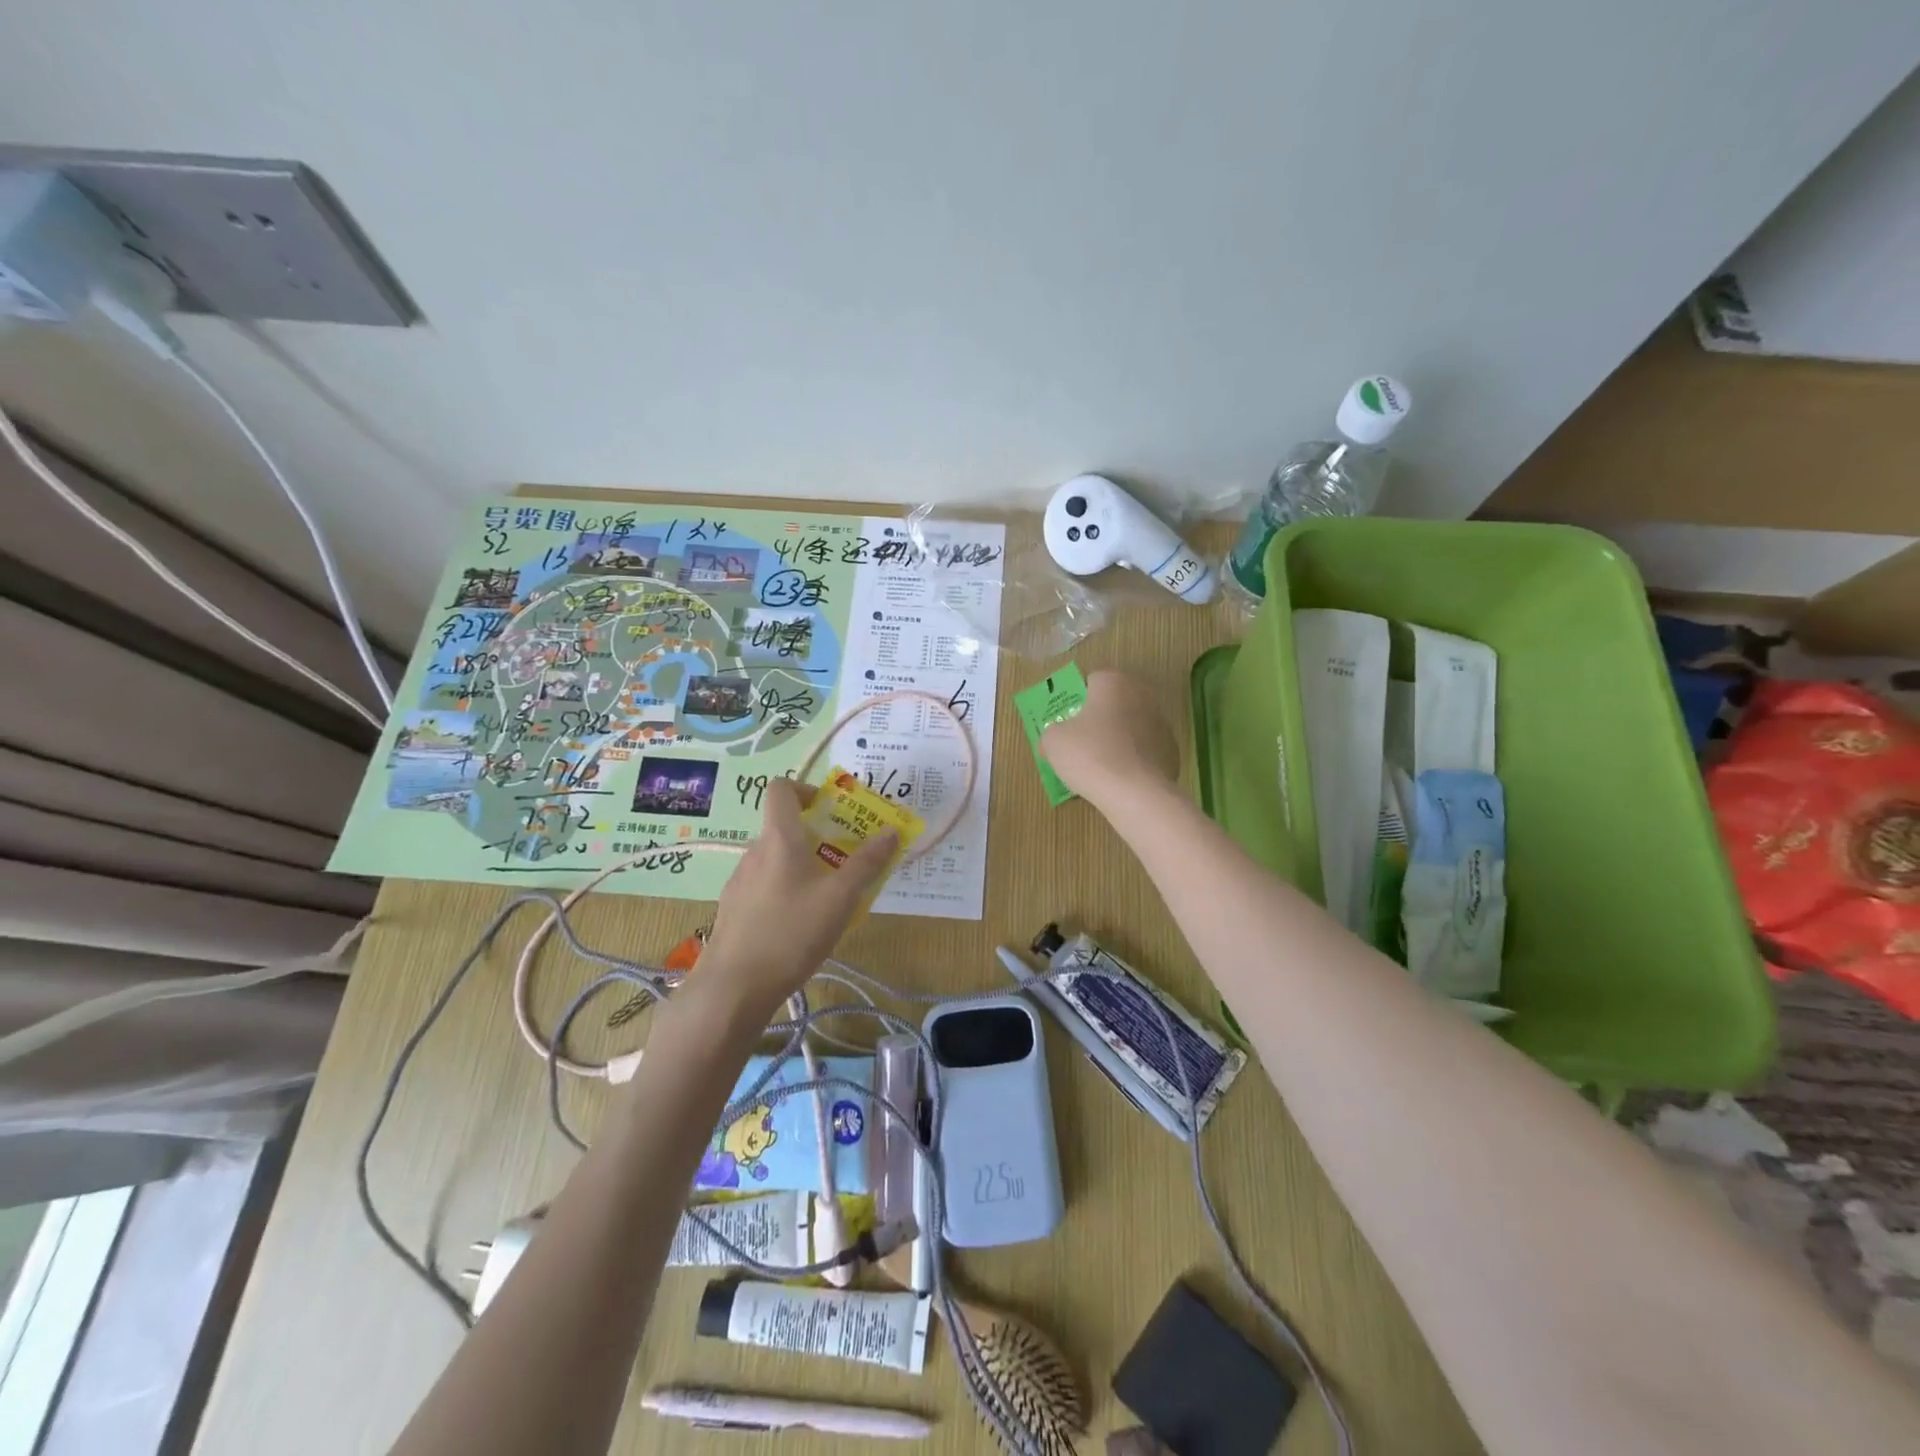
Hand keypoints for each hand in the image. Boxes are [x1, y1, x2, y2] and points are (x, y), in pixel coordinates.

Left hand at [697, 778, 896, 1016]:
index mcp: (779, 838)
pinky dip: (786, 891)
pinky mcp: (733, 910)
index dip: (806, 789)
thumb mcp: (840, 898)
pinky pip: (765, 886)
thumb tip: (890, 831)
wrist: (733, 988)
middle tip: (845, 860)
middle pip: (784, 827)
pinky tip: (800, 926)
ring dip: (802, 867)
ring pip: (776, 860)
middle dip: (817, 837)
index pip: (781, 789)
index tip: (831, 811)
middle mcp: (754, 852)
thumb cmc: (791, 933)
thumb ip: (867, 863)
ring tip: (829, 898)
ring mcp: (739, 882)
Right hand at [1040, 669, 1178, 807]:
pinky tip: (1122, 777)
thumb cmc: (1090, 755)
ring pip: (1132, 725)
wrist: (1135, 792)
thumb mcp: (1053, 741)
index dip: (1078, 701)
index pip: (1092, 681)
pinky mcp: (1172, 749)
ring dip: (1119, 737)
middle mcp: (1141, 694)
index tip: (1069, 723)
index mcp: (1113, 682)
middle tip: (1082, 742)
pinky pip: (1146, 749)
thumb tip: (1056, 737)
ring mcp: (1161, 722)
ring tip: (1102, 765)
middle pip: (1115, 702)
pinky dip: (1135, 759)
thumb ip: (1052, 732)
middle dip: (1100, 717)